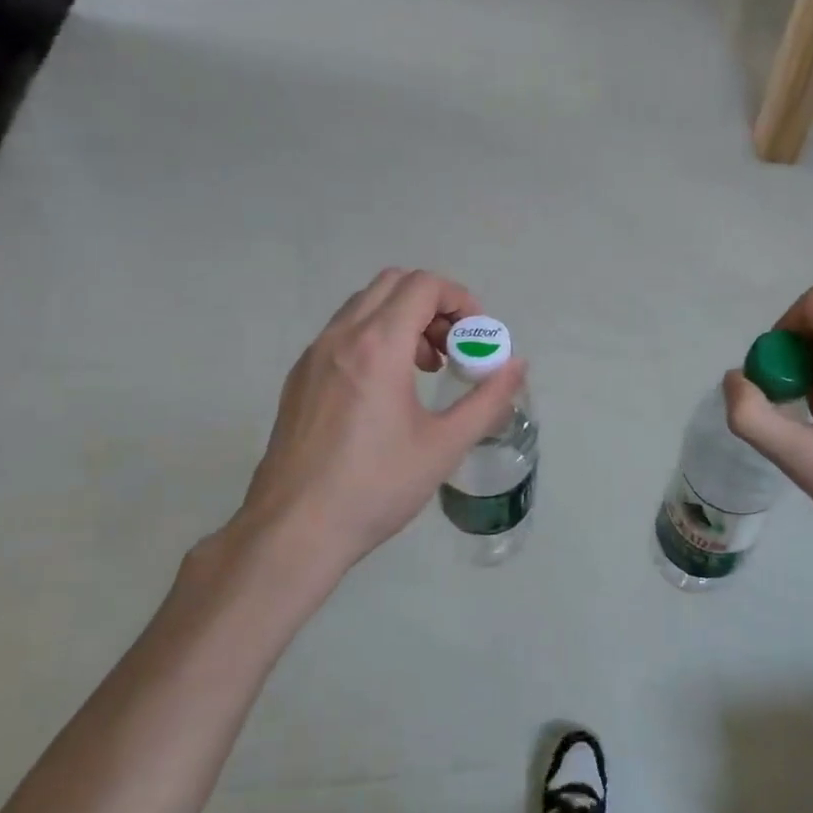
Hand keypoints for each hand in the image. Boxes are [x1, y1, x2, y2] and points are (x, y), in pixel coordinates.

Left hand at [219, 269, 524, 589]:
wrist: (294, 529)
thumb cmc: (376, 487)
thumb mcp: (444, 445)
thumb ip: (488, 399)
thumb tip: (518, 365)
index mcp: (378, 346)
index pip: (423, 286)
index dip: (460, 299)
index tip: (476, 336)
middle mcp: (340, 337)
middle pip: (393, 283)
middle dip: (433, 305)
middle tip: (453, 347)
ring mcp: (313, 355)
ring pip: (364, 306)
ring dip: (403, 320)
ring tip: (424, 368)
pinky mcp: (299, 377)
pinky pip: (342, 333)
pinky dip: (374, 337)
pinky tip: (386, 389)